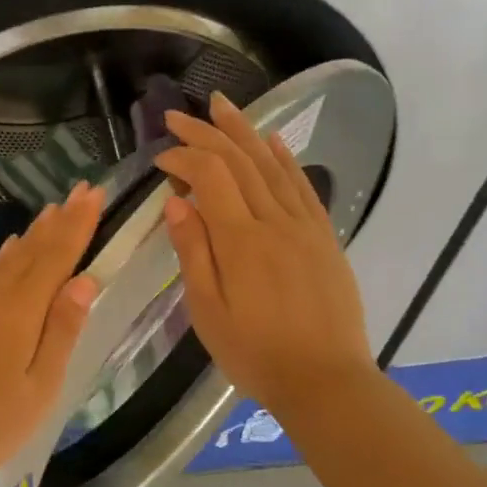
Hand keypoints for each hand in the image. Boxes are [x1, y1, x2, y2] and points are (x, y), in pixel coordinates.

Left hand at [0, 182, 103, 486]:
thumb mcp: (40, 387)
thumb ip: (61, 331)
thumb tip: (84, 281)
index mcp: (19, 313)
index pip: (55, 258)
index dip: (77, 225)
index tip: (94, 194)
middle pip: (31, 251)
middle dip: (59, 220)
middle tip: (80, 189)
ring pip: (6, 259)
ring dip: (32, 233)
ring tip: (52, 209)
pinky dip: (3, 256)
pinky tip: (10, 247)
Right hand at [157, 95, 376, 425]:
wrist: (326, 382)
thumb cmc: (256, 354)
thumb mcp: (208, 312)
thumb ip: (193, 253)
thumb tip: (176, 201)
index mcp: (241, 241)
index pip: (209, 178)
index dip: (183, 158)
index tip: (159, 158)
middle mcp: (275, 222)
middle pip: (239, 162)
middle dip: (206, 133)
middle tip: (178, 115)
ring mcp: (305, 226)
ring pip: (272, 165)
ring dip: (244, 132)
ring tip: (222, 105)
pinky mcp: (324, 237)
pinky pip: (303, 187)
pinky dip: (285, 159)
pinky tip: (272, 141)